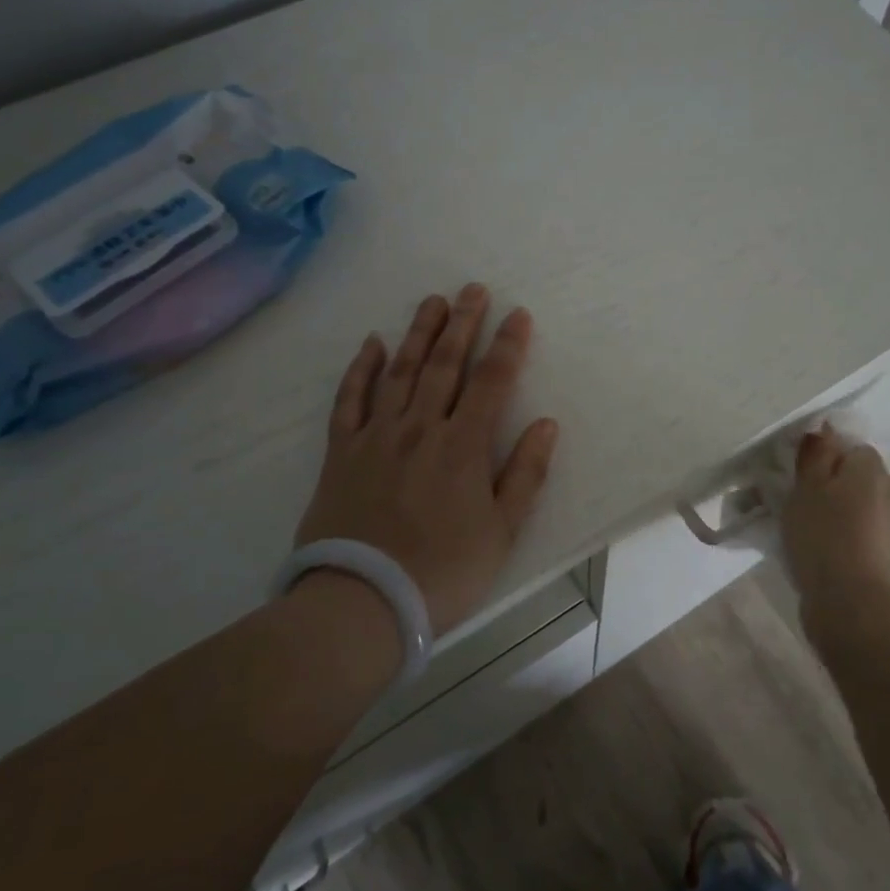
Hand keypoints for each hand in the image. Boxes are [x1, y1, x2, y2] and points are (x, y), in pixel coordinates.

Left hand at [294, 284, 558, 635]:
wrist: (362, 602)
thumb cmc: (443, 571)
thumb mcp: (502, 531)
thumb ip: (525, 473)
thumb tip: (547, 423)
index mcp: (462, 446)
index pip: (491, 381)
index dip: (507, 345)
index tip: (518, 314)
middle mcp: (420, 428)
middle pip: (443, 364)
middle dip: (462, 323)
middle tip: (473, 289)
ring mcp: (376, 436)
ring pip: (399, 371)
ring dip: (417, 332)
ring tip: (433, 301)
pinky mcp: (342, 452)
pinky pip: (350, 400)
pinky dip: (360, 369)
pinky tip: (371, 343)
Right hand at [781, 425, 889, 615]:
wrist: (847, 600)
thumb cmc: (823, 533)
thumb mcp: (807, 485)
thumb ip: (815, 454)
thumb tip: (824, 429)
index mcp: (871, 468)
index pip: (851, 445)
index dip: (824, 453)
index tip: (798, 467)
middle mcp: (885, 491)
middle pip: (851, 474)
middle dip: (825, 480)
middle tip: (792, 493)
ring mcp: (884, 524)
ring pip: (850, 502)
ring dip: (828, 507)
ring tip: (795, 520)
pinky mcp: (876, 552)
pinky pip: (850, 528)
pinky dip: (832, 531)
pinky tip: (809, 543)